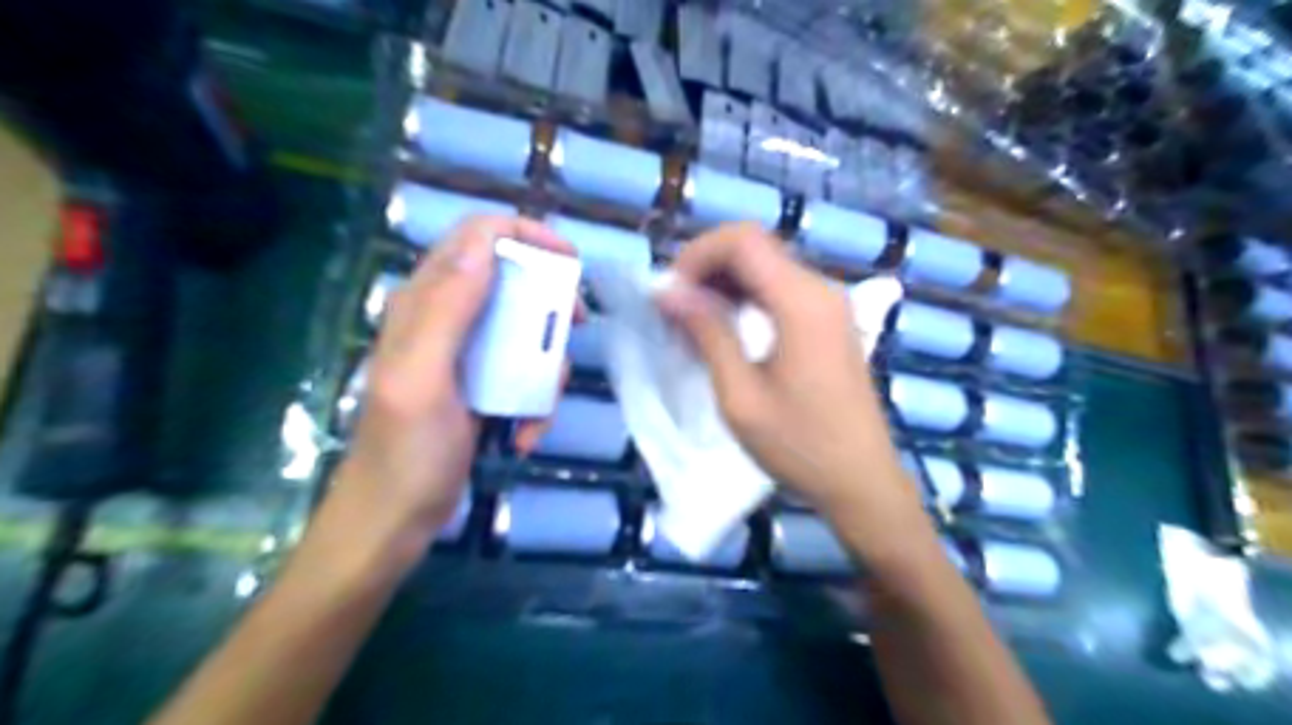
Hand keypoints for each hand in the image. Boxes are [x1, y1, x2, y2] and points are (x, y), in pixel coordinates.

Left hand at [330, 215, 575, 560]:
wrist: (395, 521)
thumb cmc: (406, 453)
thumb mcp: (423, 377)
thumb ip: (447, 308)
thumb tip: (486, 242)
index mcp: (424, 303)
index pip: (477, 238)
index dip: (525, 236)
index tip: (569, 262)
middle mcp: (445, 318)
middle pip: (510, 280)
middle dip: (548, 301)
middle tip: (576, 323)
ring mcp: (465, 355)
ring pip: (525, 331)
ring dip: (545, 365)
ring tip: (540, 408)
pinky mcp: (480, 386)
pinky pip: (523, 374)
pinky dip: (534, 401)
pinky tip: (522, 434)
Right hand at [658, 223, 930, 566]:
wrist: (861, 481)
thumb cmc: (799, 445)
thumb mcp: (741, 395)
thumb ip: (707, 334)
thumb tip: (669, 292)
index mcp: (801, 302)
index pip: (742, 240)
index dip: (697, 255)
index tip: (671, 295)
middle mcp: (820, 289)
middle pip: (755, 247)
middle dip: (706, 269)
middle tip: (676, 311)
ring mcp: (829, 304)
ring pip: (766, 267)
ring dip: (724, 284)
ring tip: (692, 324)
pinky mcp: (829, 322)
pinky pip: (780, 290)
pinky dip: (745, 299)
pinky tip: (724, 331)